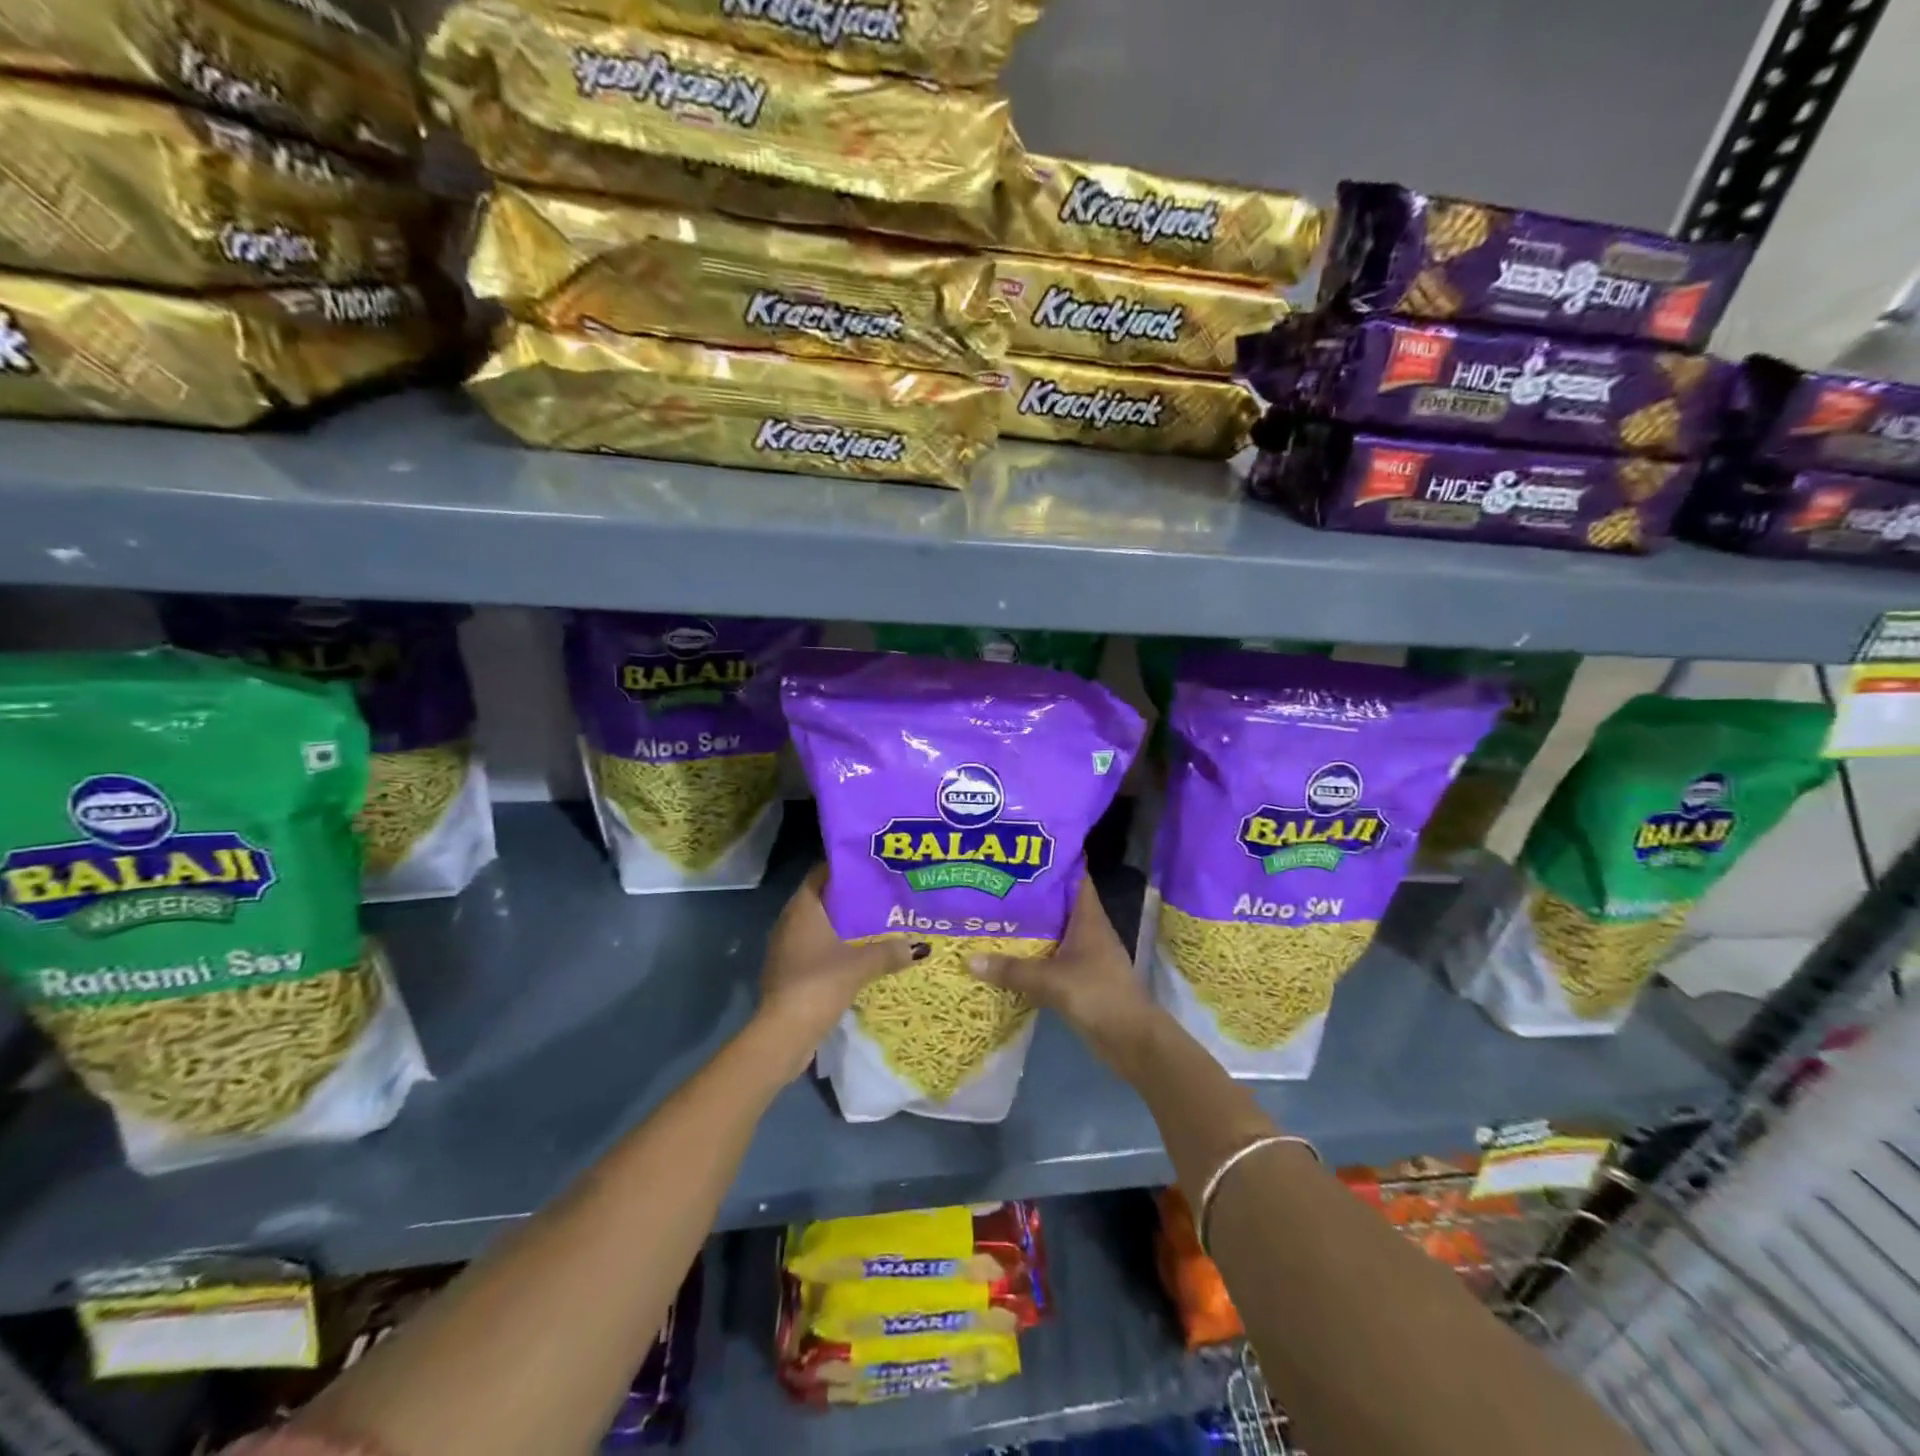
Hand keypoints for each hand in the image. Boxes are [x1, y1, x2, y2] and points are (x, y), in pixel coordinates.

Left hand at [755, 866, 912, 1078]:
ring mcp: (785, 948)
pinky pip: (814, 948)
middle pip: (821, 899)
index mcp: (802, 908)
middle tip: (880, 894)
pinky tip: (857, 954)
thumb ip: (889, 952)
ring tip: (874, 922)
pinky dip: (833, 946)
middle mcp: (789, 922)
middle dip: (848, 897)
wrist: (784, 1032)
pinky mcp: (788, 971)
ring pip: (817, 925)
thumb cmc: (819, 983)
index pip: (821, 874)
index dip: (844, 868)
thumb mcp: (861, 965)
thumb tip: (919, 946)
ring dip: (841, 924)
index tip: (870, 867)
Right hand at [969, 876, 1160, 1064]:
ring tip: (995, 913)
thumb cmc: (1097, 995)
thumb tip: (969, 960)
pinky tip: (1008, 954)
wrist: (1131, 1040)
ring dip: (1031, 926)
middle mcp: (1089, 930)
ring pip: (1054, 931)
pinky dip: (1033, 954)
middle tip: (996, 882)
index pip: (1075, 877)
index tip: (1025, 851)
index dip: (1054, 862)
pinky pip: (1052, 958)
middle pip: (1059, 903)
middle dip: (1032, 893)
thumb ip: (1012, 970)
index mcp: (1089, 918)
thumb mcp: (1050, 980)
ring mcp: (1086, 955)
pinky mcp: (1081, 978)